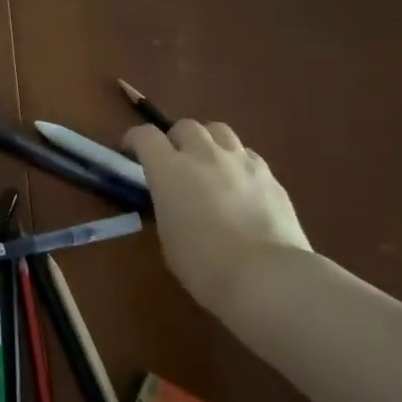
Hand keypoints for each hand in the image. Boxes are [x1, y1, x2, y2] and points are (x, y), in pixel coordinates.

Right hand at [125, 119, 311, 313]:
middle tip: (175, 162)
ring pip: (219, 130)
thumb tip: (175, 201)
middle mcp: (203, 155)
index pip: (145, 135)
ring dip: (208, 142)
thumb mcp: (167, 236)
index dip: (135, 139)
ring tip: (209, 165)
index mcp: (169, 170)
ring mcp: (240, 161)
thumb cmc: (203, 264)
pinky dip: (236, 161)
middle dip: (175, 139)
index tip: (131, 152)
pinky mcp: (269, 174)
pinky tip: (239, 184)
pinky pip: (247, 154)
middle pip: (185, 126)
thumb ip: (168, 206)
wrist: (266, 275)